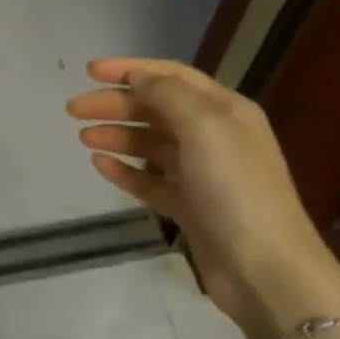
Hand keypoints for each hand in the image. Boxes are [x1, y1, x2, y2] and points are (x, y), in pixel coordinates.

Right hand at [67, 58, 339, 338]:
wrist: (265, 269)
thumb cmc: (236, 188)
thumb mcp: (205, 126)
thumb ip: (168, 94)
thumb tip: (138, 76)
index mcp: (225, 110)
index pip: (172, 76)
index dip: (131, 69)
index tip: (89, 71)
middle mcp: (215, 136)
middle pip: (157, 109)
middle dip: (116, 104)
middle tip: (74, 109)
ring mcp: (202, 175)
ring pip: (151, 144)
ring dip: (118, 135)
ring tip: (83, 137)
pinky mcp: (190, 208)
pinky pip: (151, 181)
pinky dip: (126, 171)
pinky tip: (100, 165)